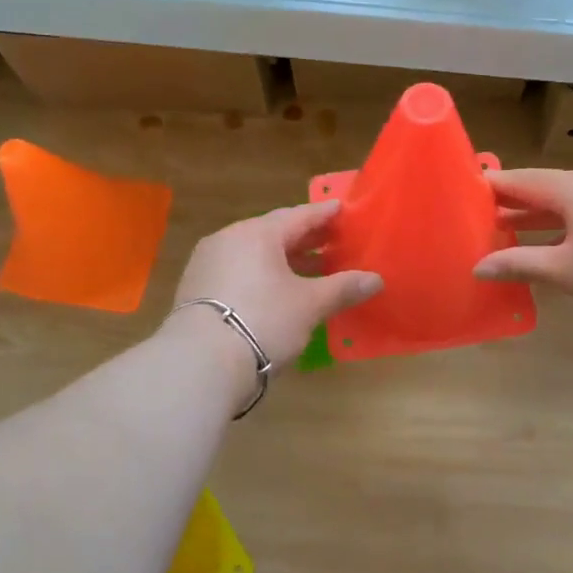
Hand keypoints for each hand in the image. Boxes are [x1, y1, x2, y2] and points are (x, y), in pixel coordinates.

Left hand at [167, 200, 381, 379]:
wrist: (200, 363)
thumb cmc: (263, 321)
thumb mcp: (309, 305)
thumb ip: (342, 288)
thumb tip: (376, 279)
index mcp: (257, 233)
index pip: (299, 216)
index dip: (324, 214)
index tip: (342, 209)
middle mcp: (229, 239)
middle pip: (274, 233)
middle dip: (305, 239)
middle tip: (333, 242)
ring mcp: (207, 263)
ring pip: (254, 254)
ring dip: (284, 260)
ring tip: (311, 271)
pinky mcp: (196, 289)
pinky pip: (238, 272)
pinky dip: (262, 276)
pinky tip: (278, 293)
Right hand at [474, 166, 572, 332]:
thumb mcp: (565, 271)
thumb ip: (519, 264)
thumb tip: (478, 268)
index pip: (527, 180)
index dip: (498, 186)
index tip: (472, 189)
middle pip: (553, 187)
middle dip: (522, 205)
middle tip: (489, 217)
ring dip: (549, 215)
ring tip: (519, 231)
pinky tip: (566, 239)